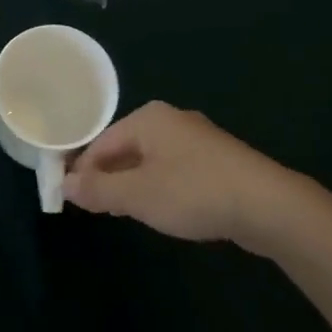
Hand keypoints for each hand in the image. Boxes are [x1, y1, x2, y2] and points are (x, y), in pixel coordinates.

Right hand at [64, 102, 304, 249]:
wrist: (266, 204)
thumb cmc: (194, 192)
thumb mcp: (138, 195)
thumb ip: (99, 190)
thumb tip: (65, 184)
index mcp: (147, 118)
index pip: (101, 142)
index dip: (82, 170)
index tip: (70, 199)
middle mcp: (170, 119)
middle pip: (125, 147)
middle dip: (108, 176)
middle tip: (94, 209)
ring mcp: (196, 138)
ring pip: (150, 159)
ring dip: (132, 183)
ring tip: (123, 212)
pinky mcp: (217, 160)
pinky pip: (174, 168)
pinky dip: (159, 186)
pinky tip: (162, 209)